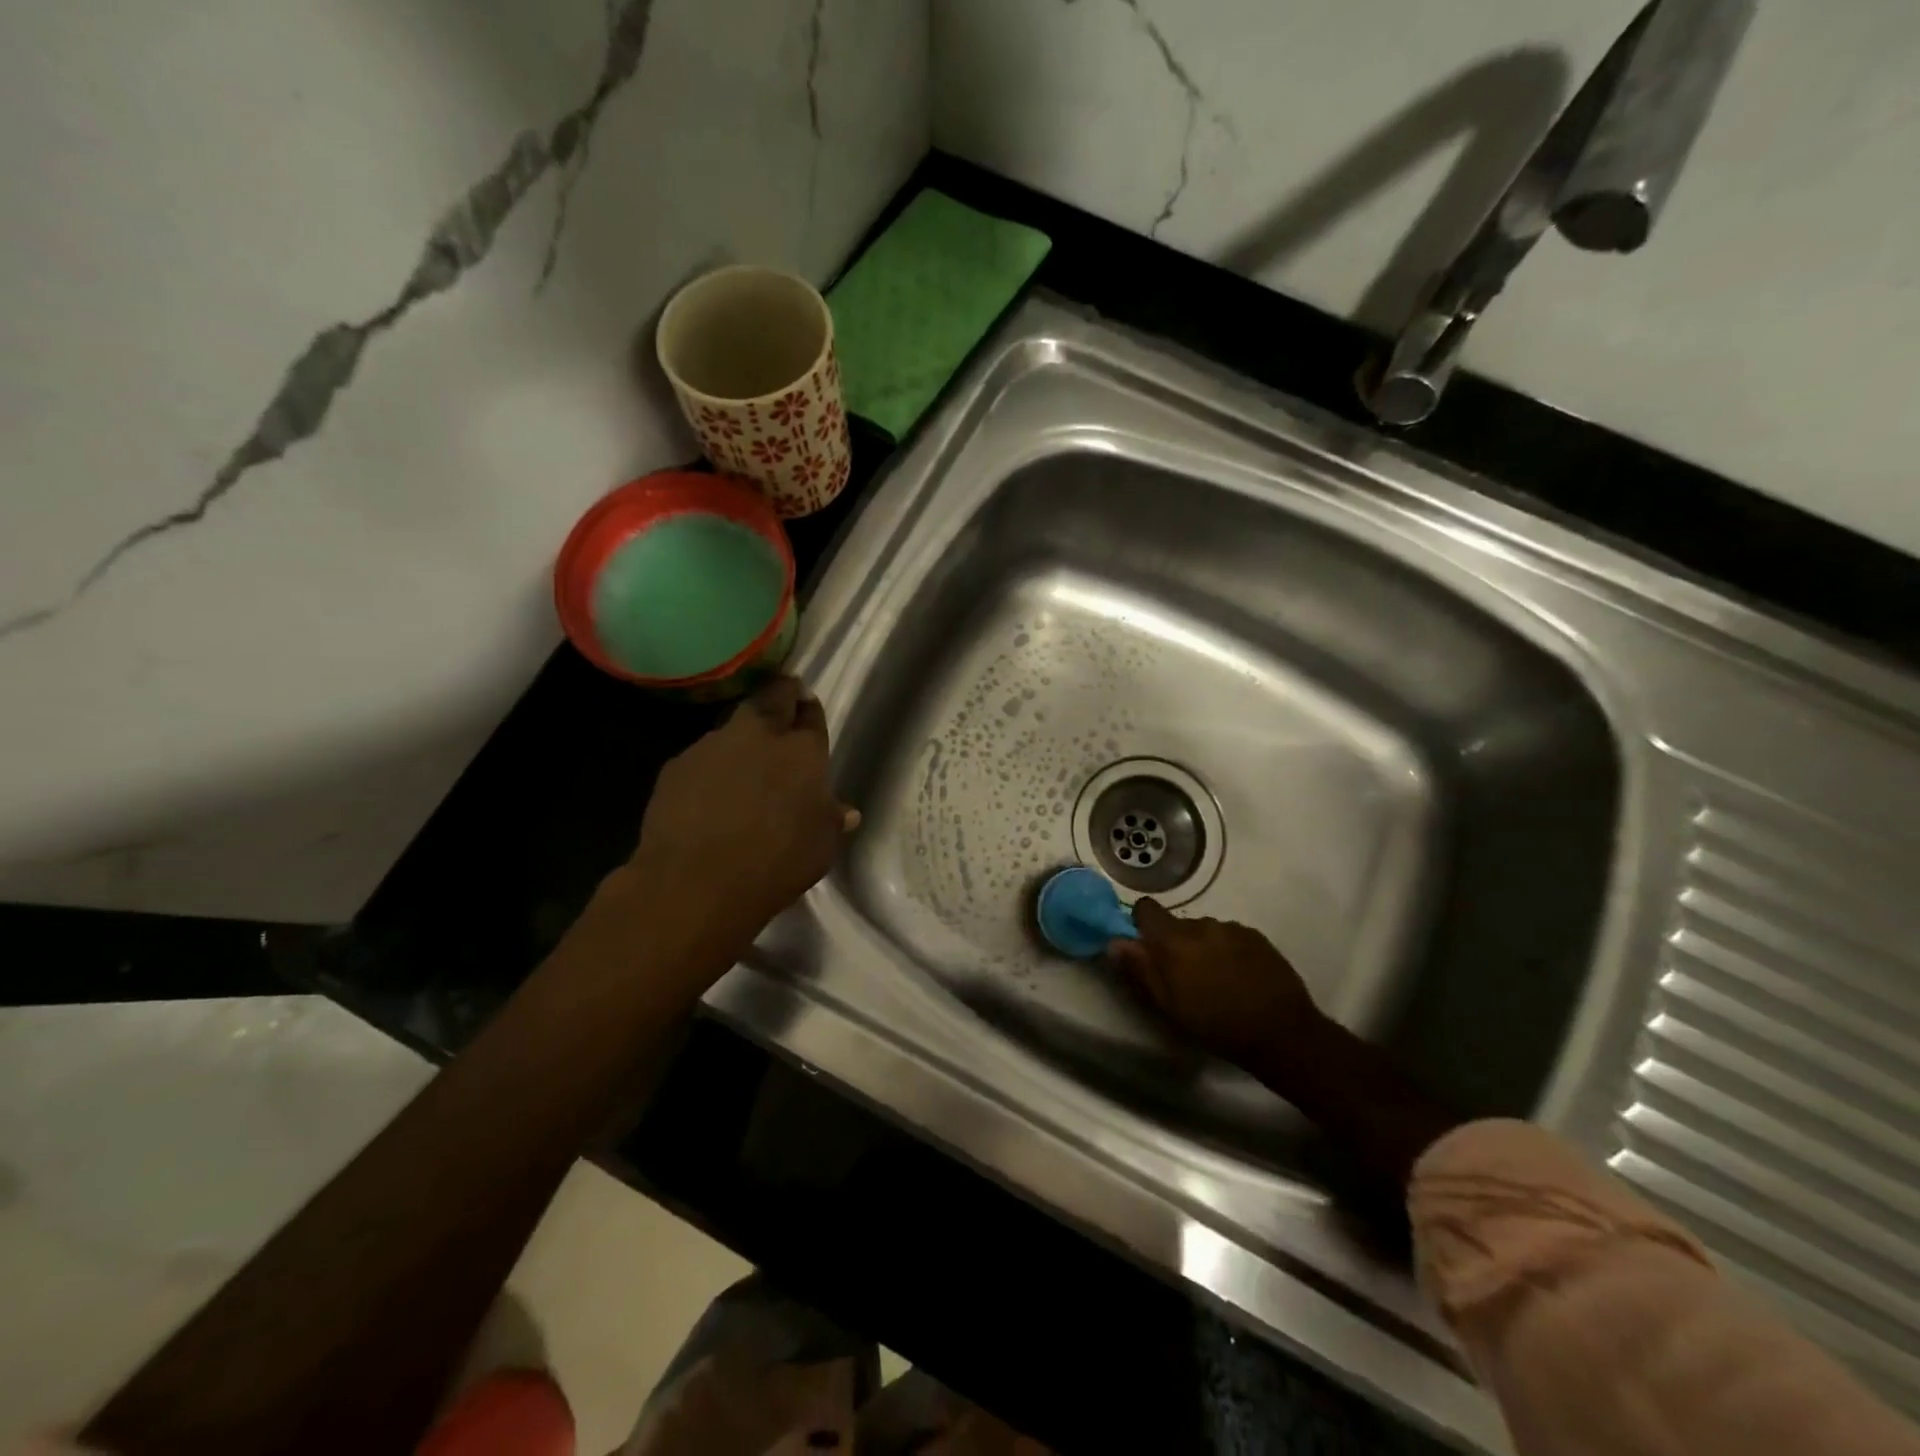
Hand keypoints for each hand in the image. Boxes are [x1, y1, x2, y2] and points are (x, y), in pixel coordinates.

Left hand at [627, 676, 858, 943]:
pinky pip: (703, 757)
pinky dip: (711, 768)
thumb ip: (831, 821)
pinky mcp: (677, 764)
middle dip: (781, 697)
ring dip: (743, 739)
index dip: (810, 712)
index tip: (808, 714)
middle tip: (784, 708)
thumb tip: (846, 813)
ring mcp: (714, 745)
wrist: (695, 882)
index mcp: (802, 751)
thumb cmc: (775, 864)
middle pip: (773, 697)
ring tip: (744, 766)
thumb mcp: (820, 848)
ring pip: (734, 726)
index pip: (811, 714)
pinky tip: (709, 795)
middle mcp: (759, 734)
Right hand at [1108, 900, 1324, 1075]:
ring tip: (1217, 980)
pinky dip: (1228, 951)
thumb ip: (1140, 970)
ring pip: (1205, 931)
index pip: (1146, 908)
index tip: (1147, 948)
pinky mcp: (1257, 936)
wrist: (1283, 1033)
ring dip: (1204, 948)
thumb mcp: (1168, 1006)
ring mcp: (1232, 928)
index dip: (1142, 924)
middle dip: (1176, 944)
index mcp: (1174, 940)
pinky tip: (1240, 978)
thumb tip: (1115, 942)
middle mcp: (1201, 924)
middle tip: (1185, 977)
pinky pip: (1231, 936)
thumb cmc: (1217, 1025)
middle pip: (1177, 924)